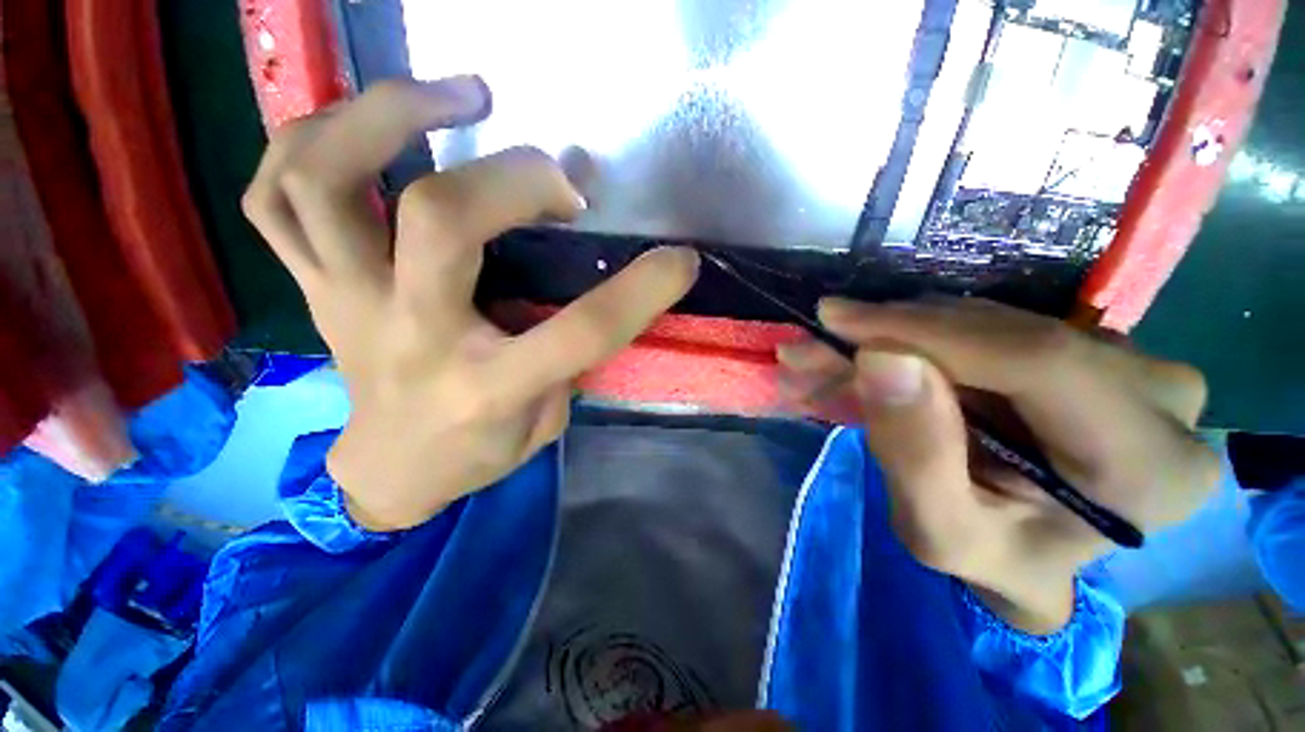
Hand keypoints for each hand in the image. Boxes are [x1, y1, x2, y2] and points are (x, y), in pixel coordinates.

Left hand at [242, 77, 699, 529]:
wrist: (389, 471)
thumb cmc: (478, 452)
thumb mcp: (545, 421)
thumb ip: (569, 354)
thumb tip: (587, 280)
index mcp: (488, 387)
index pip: (581, 330)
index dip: (642, 290)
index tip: (680, 260)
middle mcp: (412, 335)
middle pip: (442, 221)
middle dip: (515, 178)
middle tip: (557, 172)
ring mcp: (347, 303)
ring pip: (325, 180)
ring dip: (388, 115)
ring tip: (454, 98)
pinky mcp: (312, 286)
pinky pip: (269, 193)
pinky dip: (310, 138)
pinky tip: (367, 126)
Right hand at [777, 297, 1217, 632]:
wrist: (1035, 556)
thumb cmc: (993, 558)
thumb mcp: (940, 531)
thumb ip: (915, 455)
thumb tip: (881, 357)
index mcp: (1149, 465)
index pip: (1036, 360)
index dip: (926, 330)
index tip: (836, 319)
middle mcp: (1161, 397)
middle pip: (1008, 334)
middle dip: (895, 331)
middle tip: (819, 338)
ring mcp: (1132, 363)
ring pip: (993, 322)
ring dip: (901, 333)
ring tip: (833, 350)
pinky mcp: (1090, 350)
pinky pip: (994, 327)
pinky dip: (924, 336)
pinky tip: (875, 350)